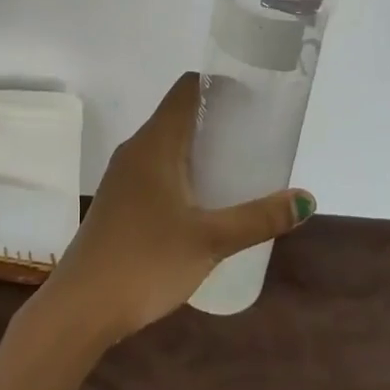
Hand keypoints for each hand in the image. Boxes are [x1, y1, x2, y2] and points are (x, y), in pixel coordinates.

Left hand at [40, 72, 313, 342]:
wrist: (83, 304)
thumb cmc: (147, 260)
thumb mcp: (210, 240)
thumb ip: (258, 218)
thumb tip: (305, 199)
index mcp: (155, 142)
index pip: (186, 89)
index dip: (219, 85)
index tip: (252, 98)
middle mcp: (136, 148)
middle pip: (178, 114)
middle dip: (215, 118)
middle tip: (255, 134)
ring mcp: (123, 174)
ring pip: (166, 143)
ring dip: (198, 145)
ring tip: (236, 165)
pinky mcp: (119, 199)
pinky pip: (155, 166)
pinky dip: (182, 168)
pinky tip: (202, 199)